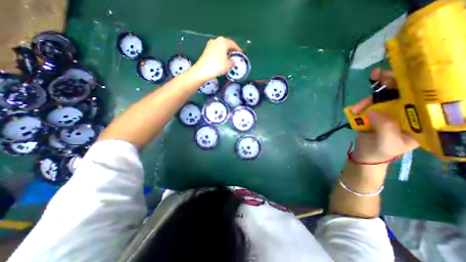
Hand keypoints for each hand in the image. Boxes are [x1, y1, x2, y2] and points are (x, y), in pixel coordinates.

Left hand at [189, 36, 241, 81]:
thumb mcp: (228, 64)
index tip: (241, 54)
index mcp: (223, 41)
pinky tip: (222, 61)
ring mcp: (210, 45)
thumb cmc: (217, 66)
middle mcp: (216, 40)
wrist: (202, 70)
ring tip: (229, 60)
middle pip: (226, 44)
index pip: (233, 44)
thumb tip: (232, 60)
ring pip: (221, 48)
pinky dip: (220, 55)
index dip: (238, 49)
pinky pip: (216, 51)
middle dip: (231, 51)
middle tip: (235, 57)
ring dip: (226, 53)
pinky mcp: (206, 50)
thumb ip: (232, 61)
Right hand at [349, 67, 418, 161]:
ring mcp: (390, 111)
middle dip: (391, 82)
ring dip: (369, 98)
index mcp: (421, 120)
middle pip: (404, 92)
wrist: (365, 154)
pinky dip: (361, 104)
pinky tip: (354, 109)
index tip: (406, 75)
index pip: (425, 98)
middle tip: (377, 75)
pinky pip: (369, 103)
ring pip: (383, 96)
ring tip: (356, 107)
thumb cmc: (380, 151)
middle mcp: (408, 112)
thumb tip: (374, 110)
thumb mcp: (386, 142)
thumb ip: (385, 127)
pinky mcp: (375, 112)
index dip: (418, 85)